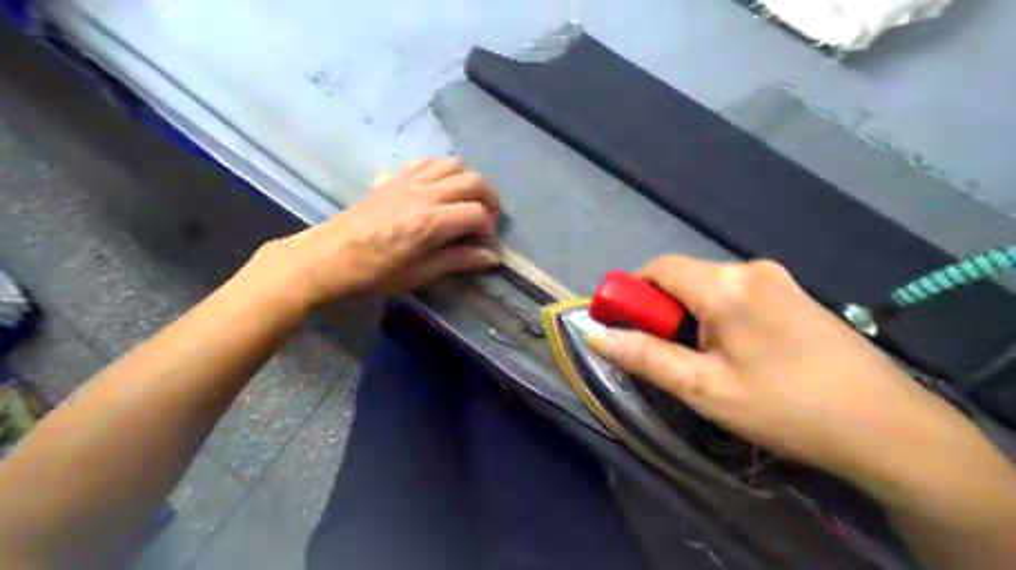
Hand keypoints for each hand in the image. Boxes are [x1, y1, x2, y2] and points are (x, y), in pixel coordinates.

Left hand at [259, 159, 501, 309]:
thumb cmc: (373, 274)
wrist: (326, 258)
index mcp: (430, 222)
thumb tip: (491, 257)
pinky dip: (443, 170)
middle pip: (473, 181)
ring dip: (469, 181)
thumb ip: (458, 260)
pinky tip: (441, 188)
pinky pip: (427, 161)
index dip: (489, 231)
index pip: (477, 214)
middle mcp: (423, 194)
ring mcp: (407, 181)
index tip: (487, 248)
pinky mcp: (394, 178)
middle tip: (487, 222)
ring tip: (469, 202)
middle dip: (490, 200)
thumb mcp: (419, 274)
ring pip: (453, 164)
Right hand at [589, 257, 992, 488]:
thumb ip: (645, 357)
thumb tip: (594, 335)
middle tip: (670, 357)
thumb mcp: (704, 388)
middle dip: (664, 311)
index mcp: (725, 285)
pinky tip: (740, 354)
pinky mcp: (795, 294)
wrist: (889, 427)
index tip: (625, 327)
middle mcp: (750, 269)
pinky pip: (738, 295)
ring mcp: (778, 279)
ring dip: (692, 316)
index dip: (632, 293)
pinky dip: (720, 316)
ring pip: (710, 287)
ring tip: (707, 362)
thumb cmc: (785, 407)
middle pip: (684, 277)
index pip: (657, 269)